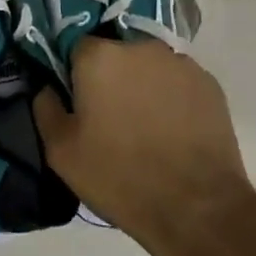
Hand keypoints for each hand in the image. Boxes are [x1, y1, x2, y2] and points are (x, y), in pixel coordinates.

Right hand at [32, 36, 251, 249]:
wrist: (198, 208)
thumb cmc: (120, 177)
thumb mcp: (61, 152)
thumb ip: (45, 108)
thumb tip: (47, 87)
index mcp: (99, 56)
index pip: (76, 48)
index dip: (75, 75)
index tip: (79, 104)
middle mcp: (139, 47)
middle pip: (115, 54)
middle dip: (111, 78)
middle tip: (111, 118)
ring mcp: (179, 62)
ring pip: (148, 67)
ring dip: (142, 86)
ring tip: (146, 128)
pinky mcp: (209, 83)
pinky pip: (178, 82)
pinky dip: (172, 98)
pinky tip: (173, 132)